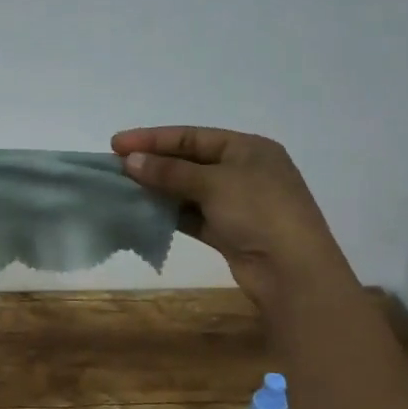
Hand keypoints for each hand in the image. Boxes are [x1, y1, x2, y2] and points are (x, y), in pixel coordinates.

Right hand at [111, 126, 355, 315]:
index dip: (153, 138)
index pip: (192, 136)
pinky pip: (193, 214)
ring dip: (159, 188)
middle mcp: (244, 171)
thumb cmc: (259, 212)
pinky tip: (144, 211)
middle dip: (153, 163)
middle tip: (115, 166)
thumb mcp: (213, 183)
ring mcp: (238, 203)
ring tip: (124, 188)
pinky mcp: (230, 231)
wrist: (292, 272)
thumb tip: (130, 161)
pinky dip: (170, 212)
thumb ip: (169, 171)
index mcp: (248, 148)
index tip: (116, 144)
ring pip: (189, 189)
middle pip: (189, 161)